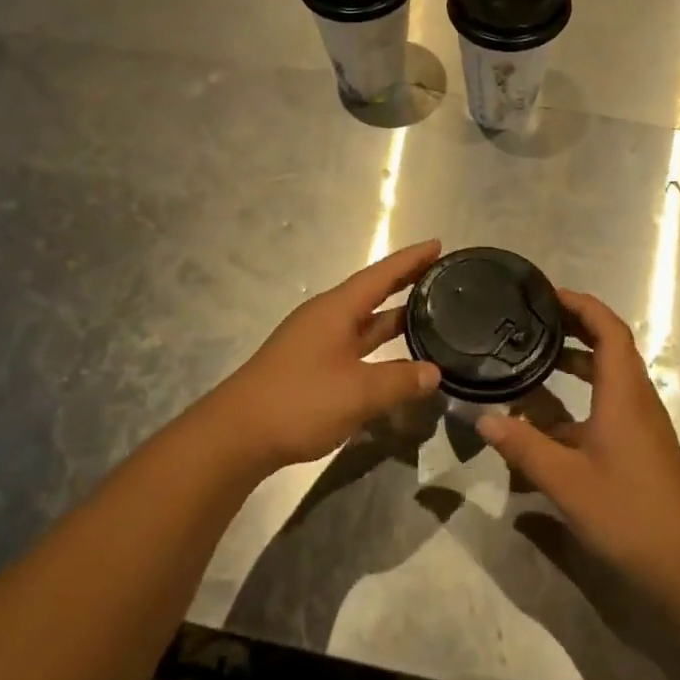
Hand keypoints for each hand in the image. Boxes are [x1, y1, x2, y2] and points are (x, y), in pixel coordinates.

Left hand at [208, 240, 443, 471]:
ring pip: (364, 322)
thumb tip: (434, 373)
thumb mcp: (358, 392)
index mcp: (336, 310)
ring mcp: (317, 342)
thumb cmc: (300, 401)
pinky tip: (398, 361)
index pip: (381, 275)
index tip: (438, 245)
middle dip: (406, 283)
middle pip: (373, 293)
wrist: (238, 434)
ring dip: (394, 317)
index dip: (410, 260)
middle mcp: (327, 318)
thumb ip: (400, 381)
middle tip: (441, 276)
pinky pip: (355, 345)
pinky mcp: (312, 366)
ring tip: (430, 314)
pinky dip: (379, 347)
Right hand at [477, 289, 679, 597]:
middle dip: (574, 326)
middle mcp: (635, 397)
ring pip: (608, 374)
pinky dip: (579, 394)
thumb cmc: (628, 511)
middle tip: (533, 320)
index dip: (581, 305)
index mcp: (623, 392)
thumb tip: (483, 418)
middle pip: (609, 344)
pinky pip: (608, 400)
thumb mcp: (565, 480)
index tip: (547, 295)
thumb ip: (523, 446)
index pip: (608, 328)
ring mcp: (640, 421)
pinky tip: (546, 416)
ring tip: (533, 358)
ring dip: (575, 360)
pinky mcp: (638, 442)